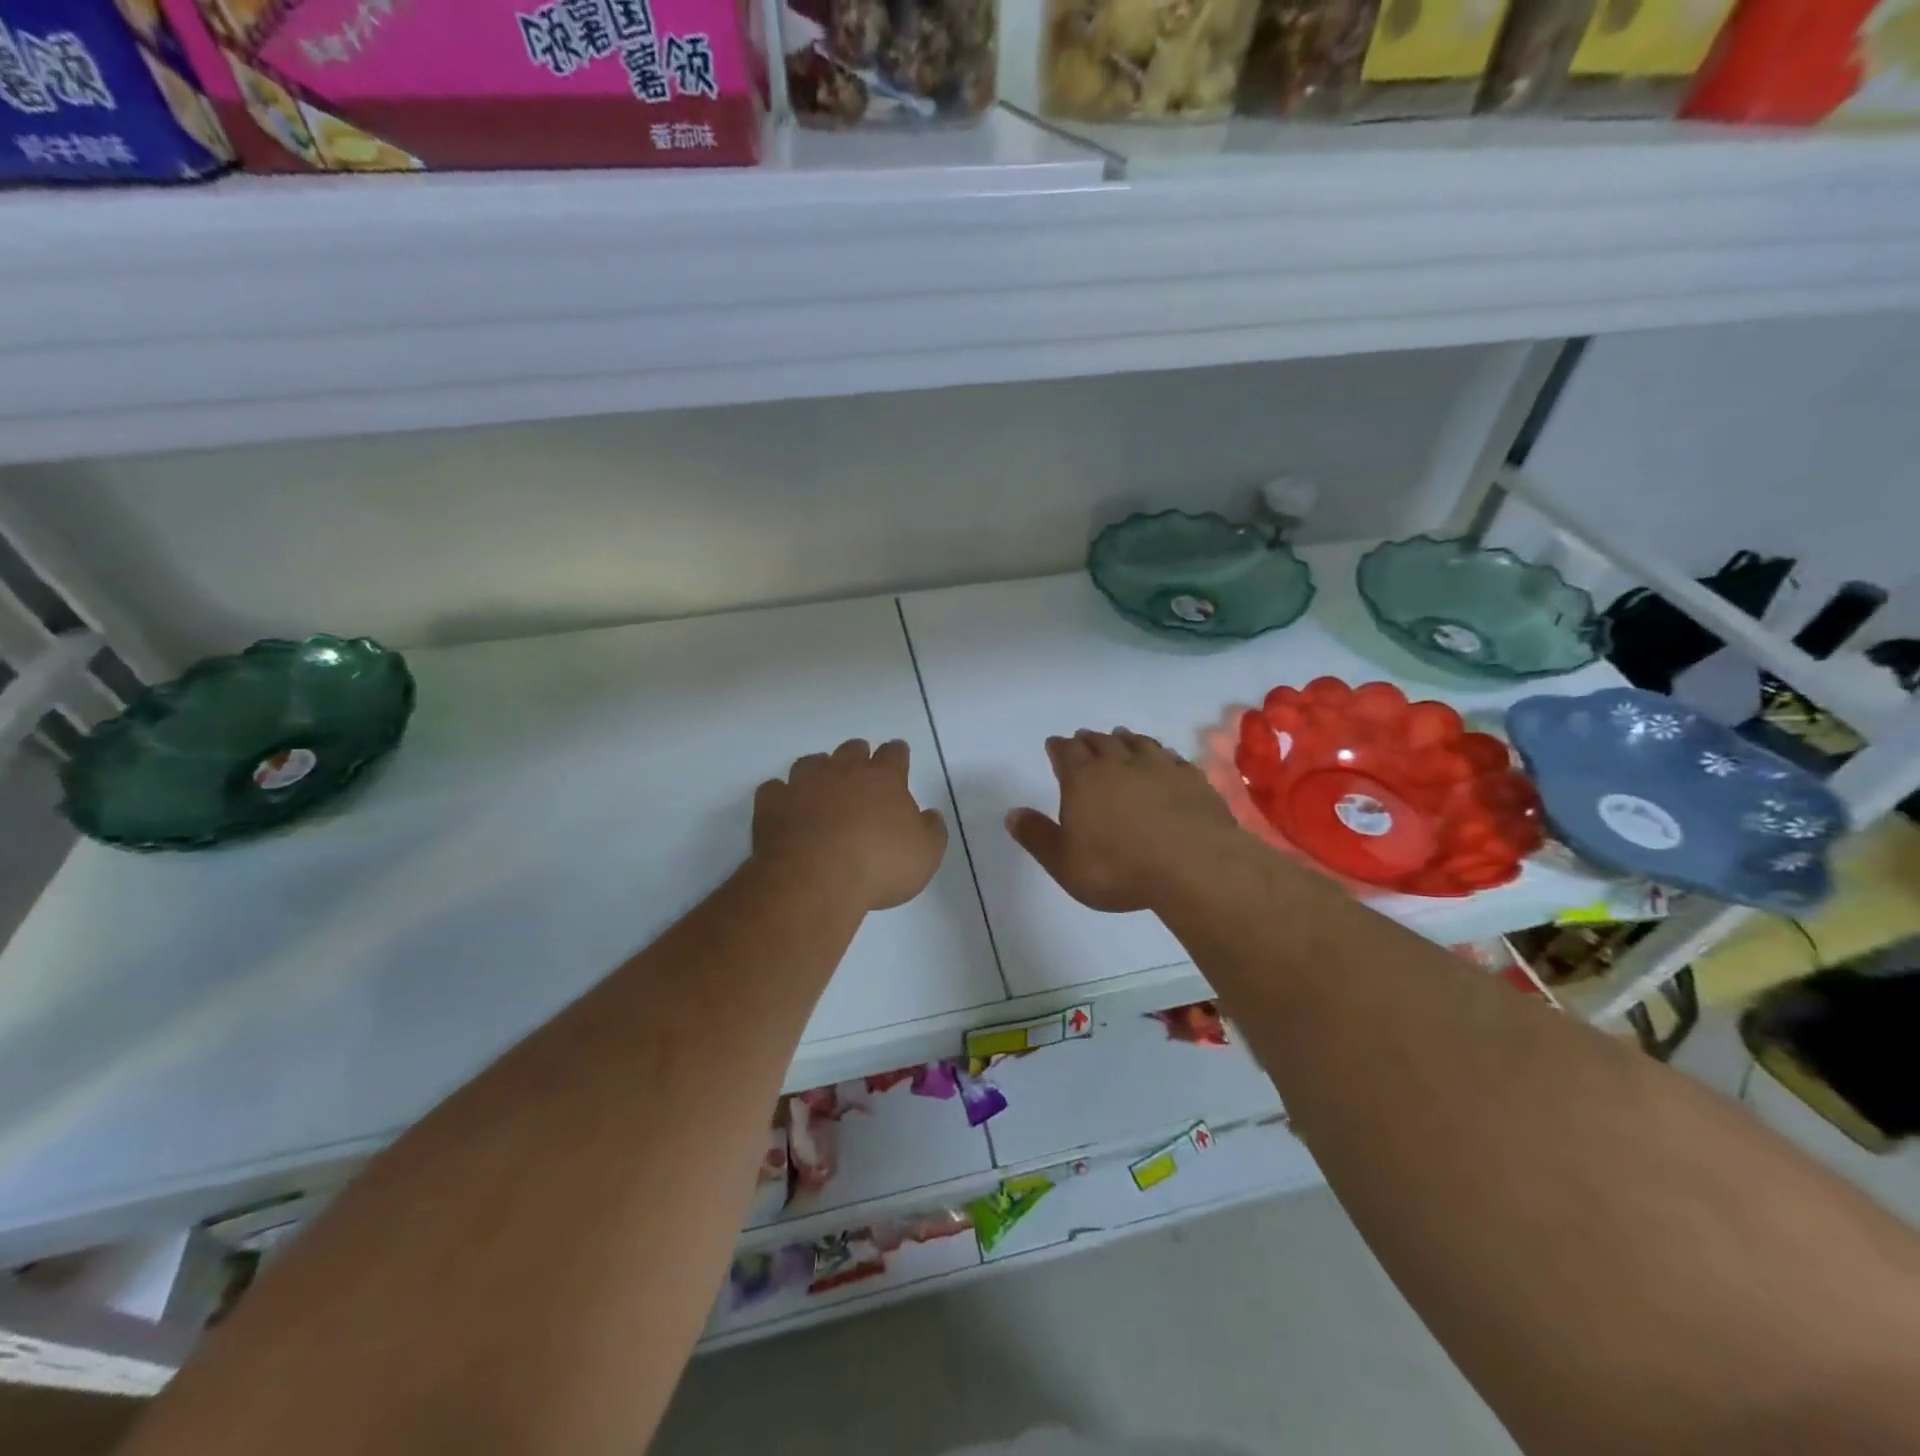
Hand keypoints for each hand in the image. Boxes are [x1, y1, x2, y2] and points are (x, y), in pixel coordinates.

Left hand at [753, 739, 947, 912]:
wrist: (815, 879)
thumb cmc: (878, 867)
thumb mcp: (925, 856)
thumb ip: (931, 831)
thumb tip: (929, 815)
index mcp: (883, 779)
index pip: (894, 754)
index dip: (897, 754)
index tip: (898, 755)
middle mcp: (843, 771)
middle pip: (852, 750)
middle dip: (858, 756)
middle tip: (860, 770)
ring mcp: (804, 784)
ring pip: (811, 762)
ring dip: (818, 770)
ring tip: (821, 785)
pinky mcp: (772, 803)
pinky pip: (775, 789)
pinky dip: (781, 795)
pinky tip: (785, 807)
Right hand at [1006, 729, 1243, 913]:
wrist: (1192, 865)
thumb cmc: (1118, 867)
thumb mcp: (1064, 862)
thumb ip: (1037, 836)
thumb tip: (1012, 813)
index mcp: (1083, 778)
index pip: (1066, 752)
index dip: (1058, 748)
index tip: (1054, 744)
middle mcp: (1119, 763)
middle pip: (1101, 742)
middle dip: (1089, 740)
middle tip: (1084, 738)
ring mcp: (1159, 767)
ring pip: (1138, 743)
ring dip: (1126, 739)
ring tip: (1122, 737)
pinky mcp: (1192, 779)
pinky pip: (1172, 757)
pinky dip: (1162, 754)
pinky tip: (1164, 759)